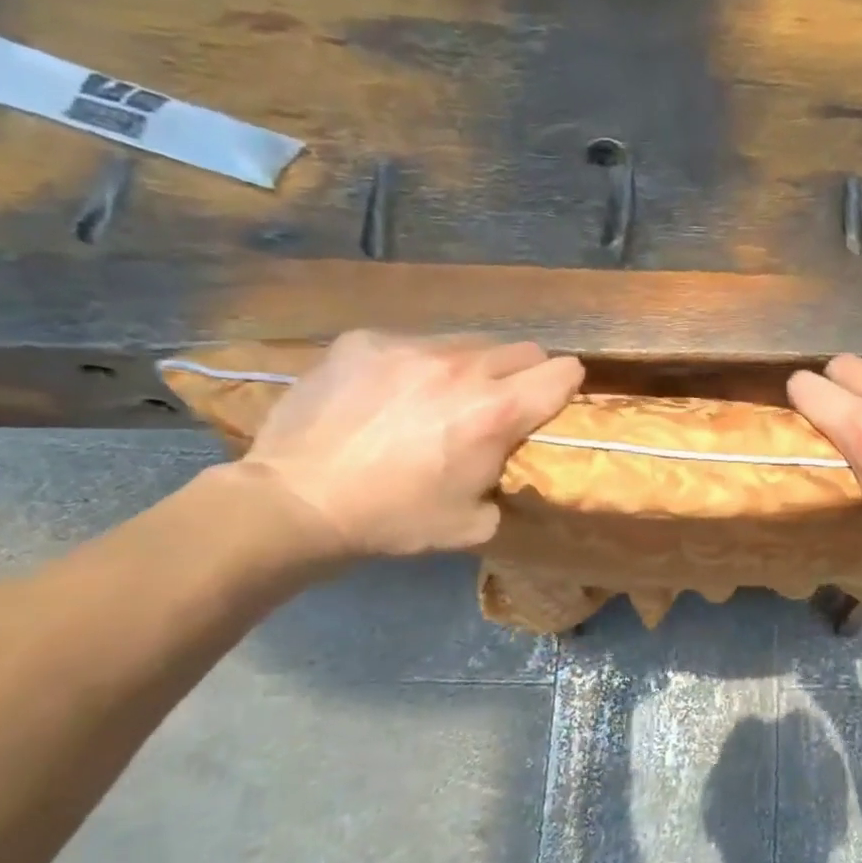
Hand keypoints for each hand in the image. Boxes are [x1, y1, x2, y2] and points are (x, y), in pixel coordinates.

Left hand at [239, 330, 583, 559]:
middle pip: (523, 349)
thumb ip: (507, 480)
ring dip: (470, 368)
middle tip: (498, 405)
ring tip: (438, 398)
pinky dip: (415, 365)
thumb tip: (507, 460)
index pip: (564, 372)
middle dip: (523, 375)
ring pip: (468, 342)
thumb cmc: (394, 520)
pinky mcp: (363, 341)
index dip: (566, 387)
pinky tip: (388, 395)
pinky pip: (412, 342)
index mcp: (496, 412)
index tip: (553, 402)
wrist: (295, 503)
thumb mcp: (475, 522)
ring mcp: (409, 347)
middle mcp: (462, 367)